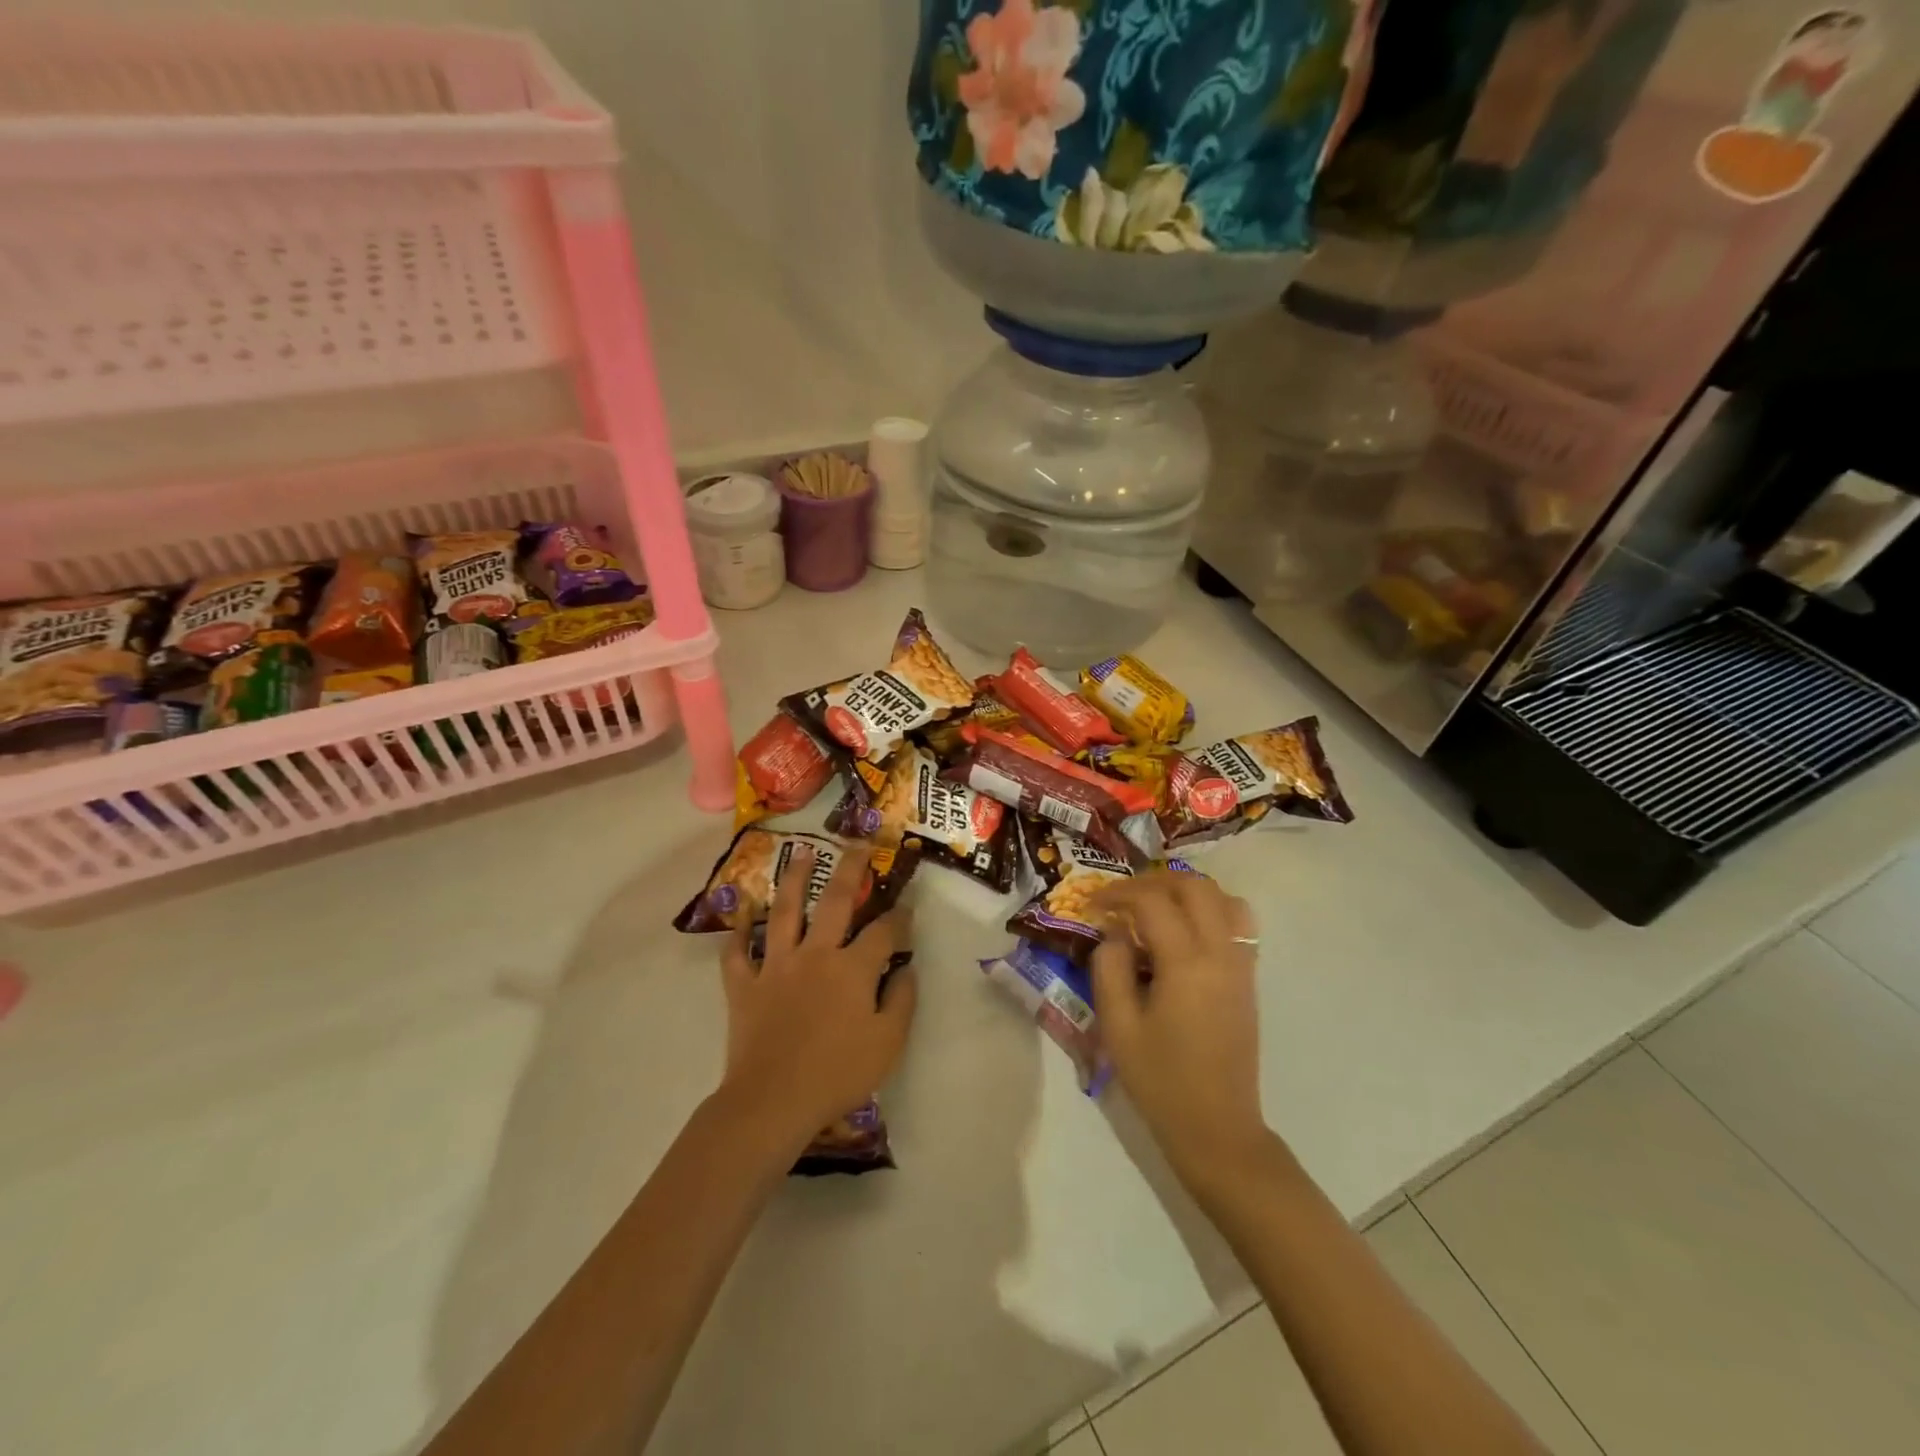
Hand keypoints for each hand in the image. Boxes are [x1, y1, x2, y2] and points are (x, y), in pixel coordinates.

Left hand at [718, 845, 916, 1155]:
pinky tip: (742, 914)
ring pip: (785, 912)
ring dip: (794, 879)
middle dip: (849, 869)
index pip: (884, 931)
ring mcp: (776, 966)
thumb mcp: (889, 1042)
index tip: (908, 906)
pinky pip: (737, 953)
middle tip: (856, 844)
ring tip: (801, 853)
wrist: (773, 1102)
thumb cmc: (838, 1074)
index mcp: (853, 968)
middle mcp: (815, 954)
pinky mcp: (744, 985)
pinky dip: (738, 933)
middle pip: (834, 900)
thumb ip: (902, 999)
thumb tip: (906, 967)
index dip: (900, 916)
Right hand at [1090, 872, 1267, 1182]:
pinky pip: (1238, 923)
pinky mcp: (1248, 979)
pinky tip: (1184, 931)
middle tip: (1124, 898)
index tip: (1094, 905)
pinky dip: (1211, 910)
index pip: (1152, 902)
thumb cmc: (1161, 1080)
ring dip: (1186, 891)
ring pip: (1223, 898)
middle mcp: (1220, 954)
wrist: (1217, 1128)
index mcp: (1186, 964)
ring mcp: (1241, 965)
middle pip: (1195, 887)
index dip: (1118, 894)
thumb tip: (1114, 931)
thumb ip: (1109, 968)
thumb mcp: (1118, 1026)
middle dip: (1154, 881)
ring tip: (1155, 906)